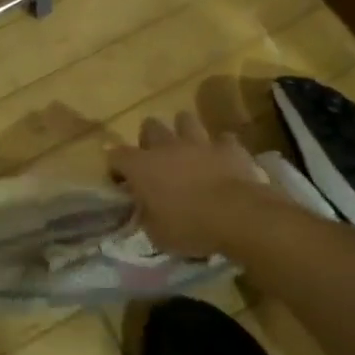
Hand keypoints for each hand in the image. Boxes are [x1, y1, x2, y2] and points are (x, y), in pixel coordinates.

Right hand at [108, 111, 269, 257]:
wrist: (238, 216)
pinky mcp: (229, 147)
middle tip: (155, 160)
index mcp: (142, 167)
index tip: (122, 182)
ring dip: (184, 132)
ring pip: (185, 120)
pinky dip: (220, 148)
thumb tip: (145, 210)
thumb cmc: (190, 227)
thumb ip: (147, 216)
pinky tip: (222, 160)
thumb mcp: (157, 234)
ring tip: (187, 150)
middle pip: (150, 126)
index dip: (116, 167)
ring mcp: (199, 142)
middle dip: (149, 139)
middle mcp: (167, 146)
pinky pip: (222, 140)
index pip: (115, 155)